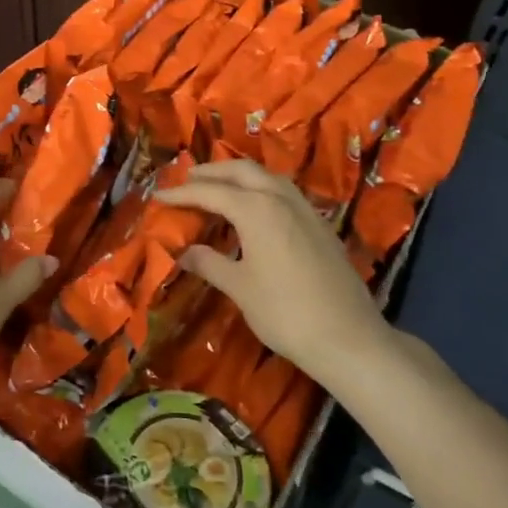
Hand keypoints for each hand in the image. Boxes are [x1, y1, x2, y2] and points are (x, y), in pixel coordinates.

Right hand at [156, 159, 389, 387]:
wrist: (348, 337)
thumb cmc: (285, 312)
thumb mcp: (240, 288)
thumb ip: (209, 263)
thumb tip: (184, 252)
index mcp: (256, 209)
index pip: (210, 192)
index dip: (182, 193)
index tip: (159, 195)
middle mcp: (281, 198)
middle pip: (241, 171)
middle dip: (212, 172)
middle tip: (187, 178)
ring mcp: (305, 209)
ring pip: (267, 177)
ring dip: (239, 176)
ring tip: (219, 186)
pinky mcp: (320, 224)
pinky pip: (284, 192)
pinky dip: (262, 188)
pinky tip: (256, 206)